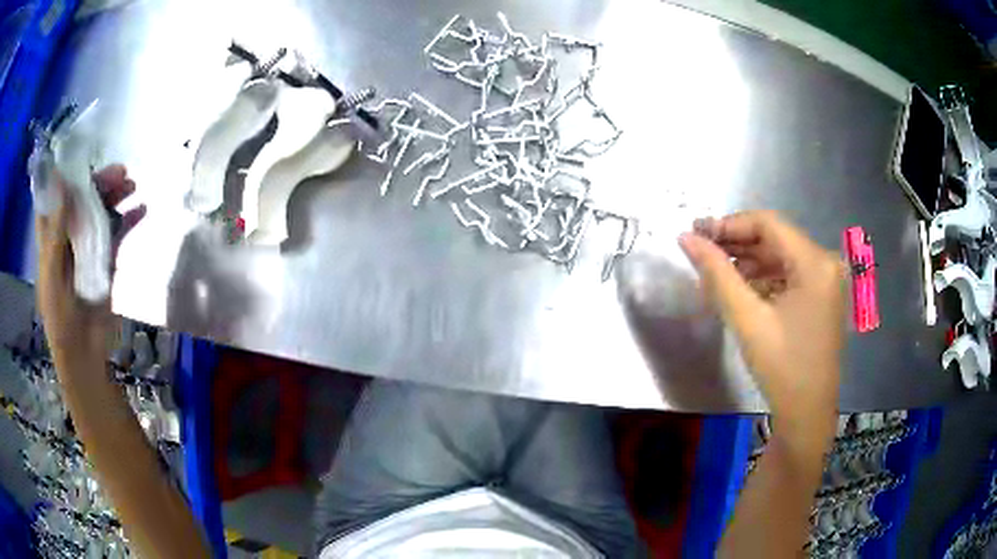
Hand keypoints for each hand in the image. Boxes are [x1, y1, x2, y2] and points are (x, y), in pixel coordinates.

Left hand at [35, 164, 145, 368]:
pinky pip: (117, 235)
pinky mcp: (104, 262)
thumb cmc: (60, 319)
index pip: (55, 198)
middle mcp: (68, 237)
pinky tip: (141, 210)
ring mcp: (87, 248)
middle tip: (119, 172)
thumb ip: (55, 232)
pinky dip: (128, 221)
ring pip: (100, 213)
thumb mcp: (51, 275)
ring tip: (132, 184)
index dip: (64, 176)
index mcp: (51, 239)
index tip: (80, 157)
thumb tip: (61, 183)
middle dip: (98, 182)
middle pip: (82, 200)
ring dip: (114, 197)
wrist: (83, 355)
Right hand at [679, 211, 844, 440]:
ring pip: (781, 256)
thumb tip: (686, 239)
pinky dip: (764, 278)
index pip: (768, 223)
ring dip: (749, 262)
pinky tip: (742, 290)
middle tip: (701, 252)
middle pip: (776, 238)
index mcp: (815, 263)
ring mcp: (827, 280)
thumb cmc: (781, 368)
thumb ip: (717, 274)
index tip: (697, 235)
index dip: (730, 224)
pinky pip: (789, 274)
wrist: (807, 413)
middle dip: (737, 243)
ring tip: (716, 274)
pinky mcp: (823, 296)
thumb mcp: (747, 319)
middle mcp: (826, 262)